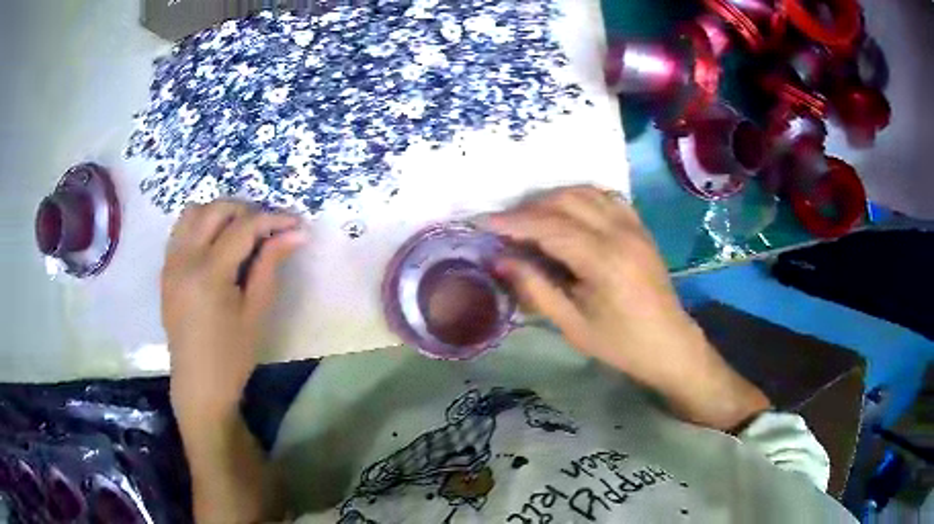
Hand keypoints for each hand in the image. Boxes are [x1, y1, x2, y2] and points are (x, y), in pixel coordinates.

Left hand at [161, 201, 304, 424]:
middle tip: (269, 227)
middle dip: (246, 210)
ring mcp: (170, 262)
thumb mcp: (256, 312)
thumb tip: (296, 233)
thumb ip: (270, 265)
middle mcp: (184, 259)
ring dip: (220, 213)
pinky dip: (202, 225)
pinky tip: (217, 244)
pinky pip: (181, 230)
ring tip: (241, 231)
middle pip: (215, 209)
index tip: (296, 222)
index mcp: (208, 274)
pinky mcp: (166, 269)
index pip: (243, 227)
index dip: (273, 219)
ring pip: (194, 212)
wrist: (198, 384)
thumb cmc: (232, 356)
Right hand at [488, 186, 769, 430]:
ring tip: (530, 218)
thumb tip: (499, 260)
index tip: (483, 222)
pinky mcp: (640, 227)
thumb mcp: (572, 324)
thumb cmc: (620, 343)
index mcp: (603, 260)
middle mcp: (619, 232)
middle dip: (529, 208)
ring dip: (552, 198)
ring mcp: (633, 225)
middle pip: (565, 200)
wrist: (669, 343)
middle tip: (504, 226)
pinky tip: (567, 212)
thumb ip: (535, 288)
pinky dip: (580, 197)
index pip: (549, 226)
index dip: (513, 222)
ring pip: (585, 192)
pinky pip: (606, 196)